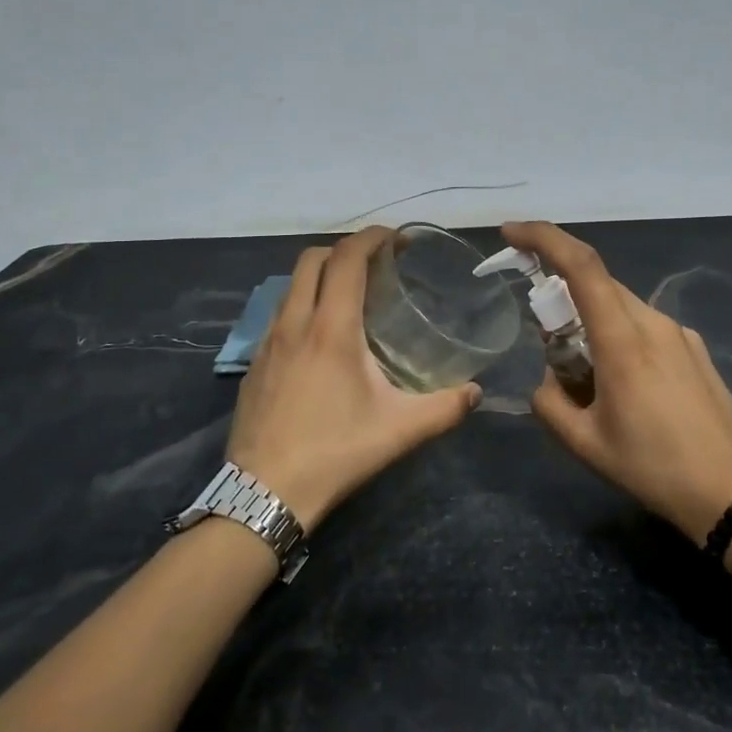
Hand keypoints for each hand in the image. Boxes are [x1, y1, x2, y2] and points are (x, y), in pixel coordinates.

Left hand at [227, 226, 481, 532]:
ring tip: (349, 295)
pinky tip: (319, 336)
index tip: (395, 238)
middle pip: (312, 258)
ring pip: (291, 285)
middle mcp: (294, 323)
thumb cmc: (335, 453)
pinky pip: (278, 313)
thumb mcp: (399, 431)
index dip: (371, 238)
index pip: (347, 259)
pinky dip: (301, 303)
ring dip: (320, 274)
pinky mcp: (254, 362)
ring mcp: (267, 341)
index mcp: (331, 329)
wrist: (264, 493)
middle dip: (344, 249)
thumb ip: (444, 408)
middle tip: (374, 264)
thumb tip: (476, 392)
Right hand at [502, 221, 731, 542]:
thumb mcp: (585, 444)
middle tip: (548, 344)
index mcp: (623, 340)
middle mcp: (653, 323)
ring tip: (590, 380)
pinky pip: (644, 327)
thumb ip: (549, 402)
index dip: (542, 238)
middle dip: (562, 299)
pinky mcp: (695, 348)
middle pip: (597, 286)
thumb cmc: (655, 468)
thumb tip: (548, 380)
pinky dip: (619, 338)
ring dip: (591, 324)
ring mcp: (679, 333)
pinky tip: (627, 389)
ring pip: (620, 307)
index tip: (510, 234)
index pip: (580, 266)